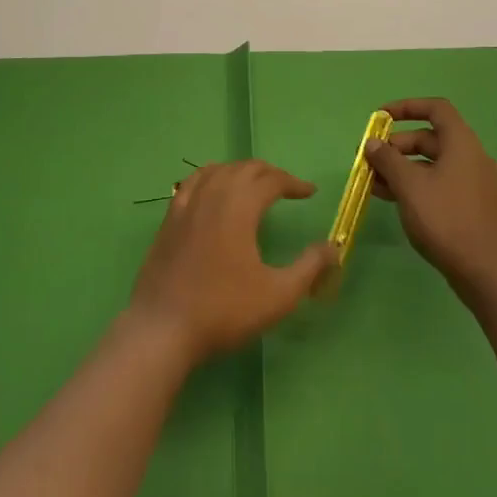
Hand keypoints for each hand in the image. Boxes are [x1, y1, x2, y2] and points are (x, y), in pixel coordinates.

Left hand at [129, 160, 338, 364]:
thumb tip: (333, 247)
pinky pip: (193, 182)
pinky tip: (213, 191)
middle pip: (244, 168)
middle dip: (270, 173)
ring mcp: (185, 205)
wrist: (163, 327)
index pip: (271, 180)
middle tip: (287, 188)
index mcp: (239, 207)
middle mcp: (211, 195)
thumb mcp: (278, 295)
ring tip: (254, 185)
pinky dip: (211, 177)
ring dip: (240, 171)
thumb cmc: (224, 310)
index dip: (293, 183)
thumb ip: (309, 267)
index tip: (310, 193)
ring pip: (217, 170)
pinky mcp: (169, 219)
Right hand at [365, 98, 496, 295]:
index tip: (380, 117)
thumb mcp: (409, 185)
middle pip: (429, 137)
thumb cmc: (444, 218)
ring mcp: (471, 181)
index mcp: (461, 143)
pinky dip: (413, 183)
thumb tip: (372, 143)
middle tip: (369, 159)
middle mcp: (470, 156)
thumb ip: (387, 159)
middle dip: (396, 145)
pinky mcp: (467, 203)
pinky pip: (436, 181)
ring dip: (400, 167)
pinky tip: (388, 196)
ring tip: (371, 181)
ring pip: (430, 162)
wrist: (482, 270)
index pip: (435, 109)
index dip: (406, 107)